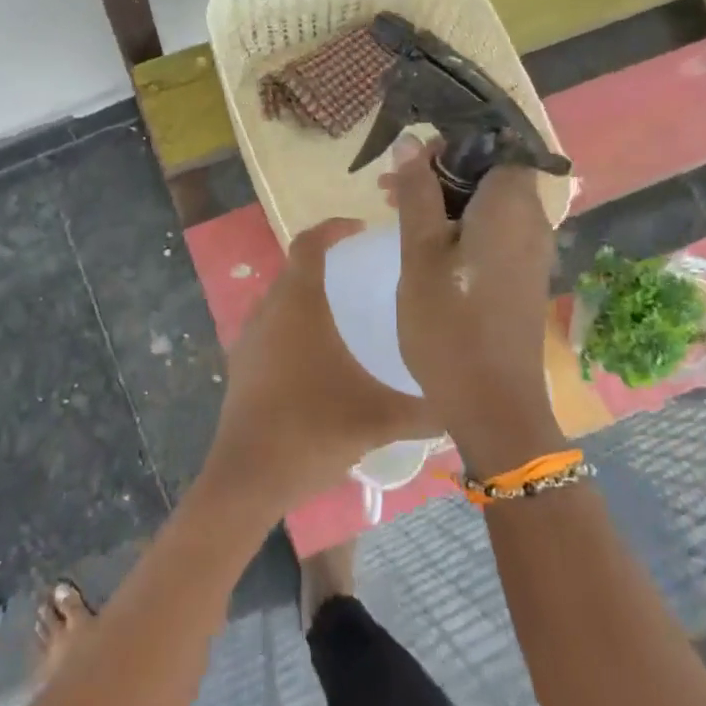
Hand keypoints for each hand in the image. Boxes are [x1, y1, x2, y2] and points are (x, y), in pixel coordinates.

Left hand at [198, 218, 438, 519]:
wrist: (248, 477)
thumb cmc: (312, 431)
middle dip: (326, 262)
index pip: (309, 244)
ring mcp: (249, 337)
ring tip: (345, 311)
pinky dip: (293, 324)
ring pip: (280, 299)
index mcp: (298, 305)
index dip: (333, 228)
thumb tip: (464, 404)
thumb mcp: (379, 419)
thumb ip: (426, 409)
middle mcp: (268, 310)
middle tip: (363, 272)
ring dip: (308, 294)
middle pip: (295, 268)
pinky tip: (318, 355)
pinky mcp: (241, 363)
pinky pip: (270, 326)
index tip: (360, 229)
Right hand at [381, 137, 563, 477]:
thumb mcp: (419, 252)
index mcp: (510, 205)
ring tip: (398, 212)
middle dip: (441, 170)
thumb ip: (416, 192)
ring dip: (446, 199)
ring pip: (489, 202)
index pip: (496, 144)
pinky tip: (426, 244)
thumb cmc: (449, 323)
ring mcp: (532, 249)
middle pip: (491, 171)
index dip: (453, 143)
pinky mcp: (524, 274)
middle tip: (390, 187)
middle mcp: (532, 219)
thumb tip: (410, 142)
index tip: (413, 158)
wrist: (493, 403)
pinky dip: (462, 224)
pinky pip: (495, 229)